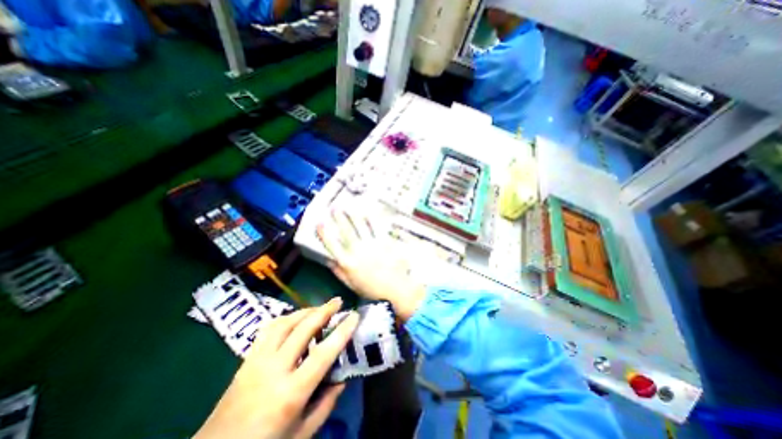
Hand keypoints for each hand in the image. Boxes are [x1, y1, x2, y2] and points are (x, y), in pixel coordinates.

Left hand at [193, 299, 358, 438]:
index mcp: (290, 393)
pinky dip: (286, 318)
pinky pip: (268, 329)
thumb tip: (343, 377)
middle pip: (303, 329)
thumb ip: (326, 404)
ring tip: (319, 308)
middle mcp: (274, 370)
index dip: (342, 332)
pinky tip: (295, 319)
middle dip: (323, 311)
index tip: (354, 315)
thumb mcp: (302, 433)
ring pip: (284, 323)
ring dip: (305, 311)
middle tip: (338, 301)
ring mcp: (257, 361)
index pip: (323, 354)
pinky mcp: (247, 358)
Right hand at [317, 208, 427, 319]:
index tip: (320, 223)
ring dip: (353, 216)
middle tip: (334, 208)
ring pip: (360, 227)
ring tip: (348, 207)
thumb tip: (329, 261)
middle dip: (339, 218)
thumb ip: (339, 272)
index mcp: (348, 263)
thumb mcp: (351, 284)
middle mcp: (358, 251)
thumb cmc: (372, 289)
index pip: (332, 245)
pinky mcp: (384, 242)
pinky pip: (376, 228)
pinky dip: (370, 220)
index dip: (325, 233)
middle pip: (346, 231)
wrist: (395, 289)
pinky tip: (367, 213)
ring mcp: (371, 245)